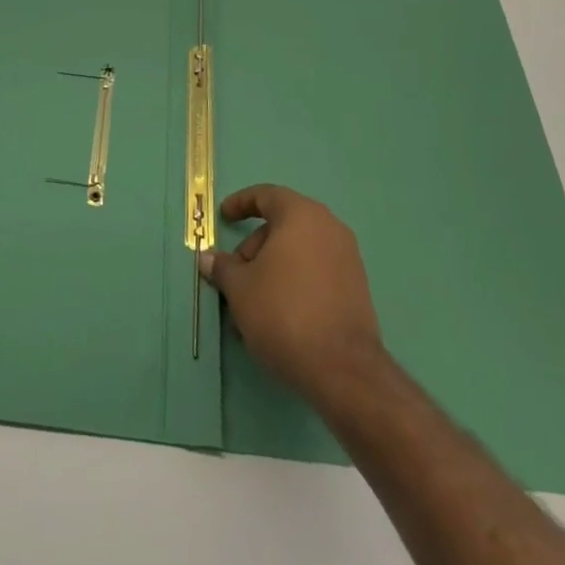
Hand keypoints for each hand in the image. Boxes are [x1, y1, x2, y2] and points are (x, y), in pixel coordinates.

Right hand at [200, 184, 385, 408]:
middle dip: (253, 247)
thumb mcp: (240, 288)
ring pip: (298, 252)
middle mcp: (329, 227)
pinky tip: (277, 314)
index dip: (240, 203)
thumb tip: (208, 258)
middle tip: (234, 276)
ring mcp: (347, 258)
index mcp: (301, 215)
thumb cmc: (283, 313)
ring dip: (271, 269)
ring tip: (251, 305)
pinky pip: (315, 271)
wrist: (343, 369)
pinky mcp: (356, 287)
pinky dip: (293, 281)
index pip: (266, 196)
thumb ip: (223, 267)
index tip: (223, 217)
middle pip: (282, 225)